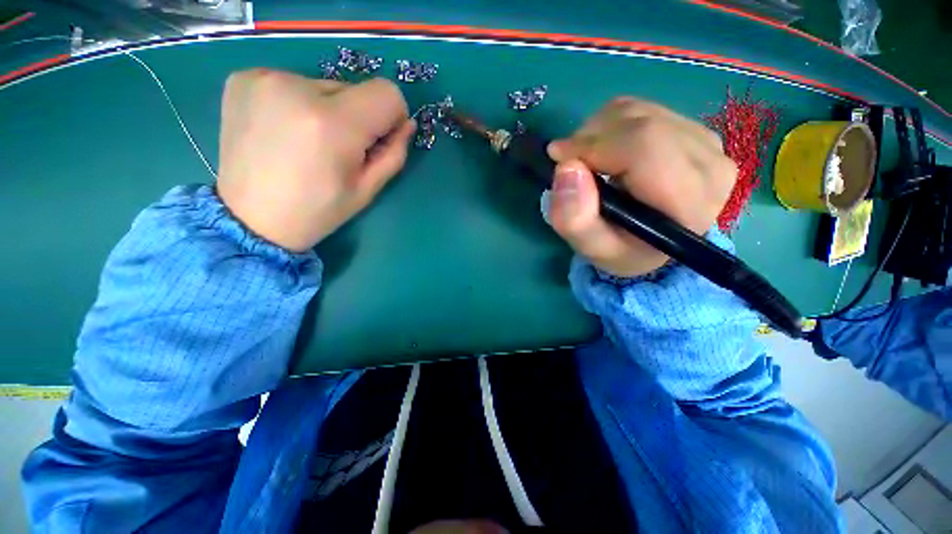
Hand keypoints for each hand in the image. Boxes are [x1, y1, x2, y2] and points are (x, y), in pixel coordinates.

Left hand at [216, 69, 414, 251]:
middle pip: (355, 88)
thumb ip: (393, 154)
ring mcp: (264, 79)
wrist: (250, 218)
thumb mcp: (366, 190)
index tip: (379, 139)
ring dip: (328, 110)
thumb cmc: (317, 211)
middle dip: (357, 117)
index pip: (387, 93)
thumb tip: (406, 125)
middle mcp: (296, 89)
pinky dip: (299, 103)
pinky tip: (285, 130)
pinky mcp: (243, 78)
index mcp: (333, 124)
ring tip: (308, 142)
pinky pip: (294, 83)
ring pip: (325, 86)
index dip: (392, 116)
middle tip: (338, 150)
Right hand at [547, 97, 736, 276]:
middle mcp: (709, 165)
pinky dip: (611, 126)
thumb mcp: (592, 248)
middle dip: (591, 137)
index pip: (644, 146)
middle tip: (569, 163)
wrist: (651, 243)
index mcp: (689, 202)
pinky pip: (643, 109)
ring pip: (639, 111)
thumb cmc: (622, 249)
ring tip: (587, 162)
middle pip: (641, 123)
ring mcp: (706, 142)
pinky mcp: (695, 130)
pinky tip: (605, 152)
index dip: (593, 145)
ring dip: (599, 131)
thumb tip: (567, 168)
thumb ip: (575, 219)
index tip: (559, 157)